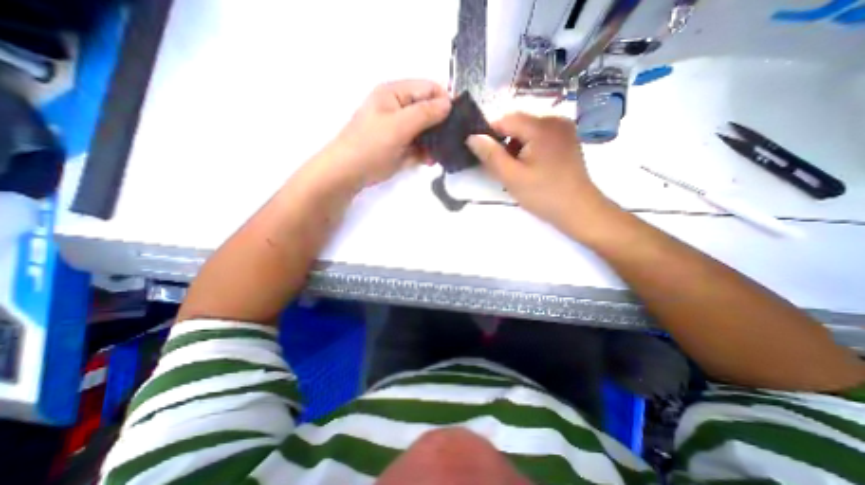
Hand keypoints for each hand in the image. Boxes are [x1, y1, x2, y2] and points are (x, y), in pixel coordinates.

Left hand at [319, 80, 452, 191]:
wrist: (349, 172)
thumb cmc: (370, 144)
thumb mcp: (398, 125)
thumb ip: (425, 113)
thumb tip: (449, 103)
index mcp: (395, 94)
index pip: (428, 89)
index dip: (444, 100)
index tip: (458, 118)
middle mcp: (399, 109)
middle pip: (429, 110)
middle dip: (441, 124)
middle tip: (453, 139)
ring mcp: (401, 129)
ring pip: (427, 130)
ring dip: (435, 141)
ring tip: (440, 153)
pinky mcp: (402, 147)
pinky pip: (420, 145)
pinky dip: (427, 152)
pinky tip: (430, 160)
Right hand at [467, 111, 614, 236]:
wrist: (579, 209)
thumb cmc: (544, 194)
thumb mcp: (512, 177)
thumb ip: (490, 155)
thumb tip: (472, 137)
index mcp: (542, 126)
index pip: (505, 119)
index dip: (489, 134)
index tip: (482, 153)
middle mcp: (555, 120)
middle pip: (517, 124)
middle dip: (503, 142)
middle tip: (500, 167)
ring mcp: (563, 129)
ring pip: (527, 131)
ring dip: (515, 146)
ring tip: (515, 169)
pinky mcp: (566, 139)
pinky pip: (539, 137)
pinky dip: (528, 148)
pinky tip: (528, 166)